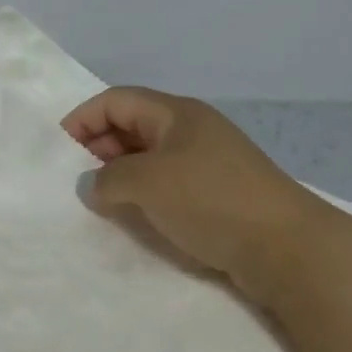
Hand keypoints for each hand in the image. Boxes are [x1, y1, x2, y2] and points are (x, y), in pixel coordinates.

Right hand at [62, 87, 331, 303]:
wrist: (291, 251)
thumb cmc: (212, 201)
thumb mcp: (147, 183)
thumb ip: (107, 179)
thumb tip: (88, 185)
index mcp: (175, 113)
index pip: (116, 100)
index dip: (84, 119)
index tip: (60, 150)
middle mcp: (192, 129)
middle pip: (133, 125)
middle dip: (100, 146)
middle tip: (79, 177)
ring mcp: (209, 161)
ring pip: (151, 156)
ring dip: (122, 173)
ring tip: (102, 199)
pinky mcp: (221, 194)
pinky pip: (170, 182)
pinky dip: (146, 193)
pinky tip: (137, 215)